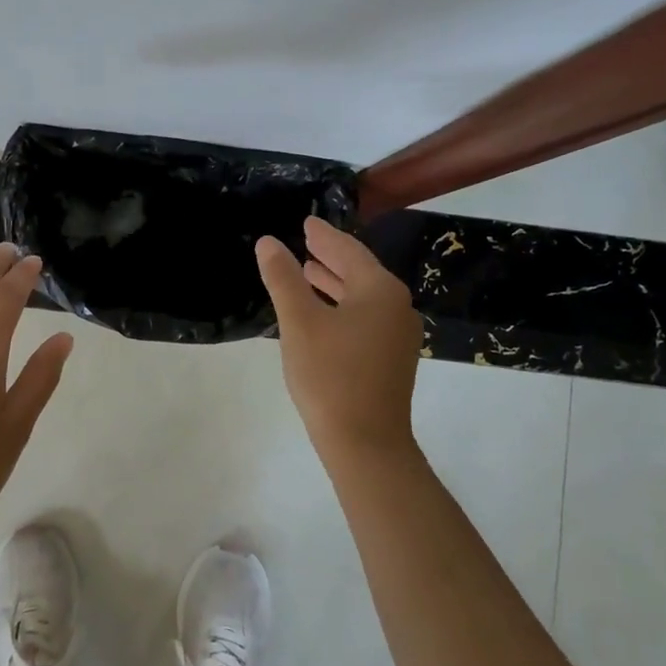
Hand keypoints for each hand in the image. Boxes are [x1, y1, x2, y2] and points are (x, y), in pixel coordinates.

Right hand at [256, 217, 421, 461]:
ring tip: (308, 271)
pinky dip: (342, 306)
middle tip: (305, 241)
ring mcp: (398, 335)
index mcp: (380, 291)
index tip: (307, 222)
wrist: (365, 443)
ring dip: (335, 282)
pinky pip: (365, 318)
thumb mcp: (299, 322)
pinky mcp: (391, 359)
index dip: (324, 236)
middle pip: (360, 271)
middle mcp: (396, 307)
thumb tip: (268, 242)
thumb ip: (283, 278)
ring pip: (363, 297)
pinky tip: (323, 313)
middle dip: (331, 256)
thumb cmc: (330, 376)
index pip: (348, 251)